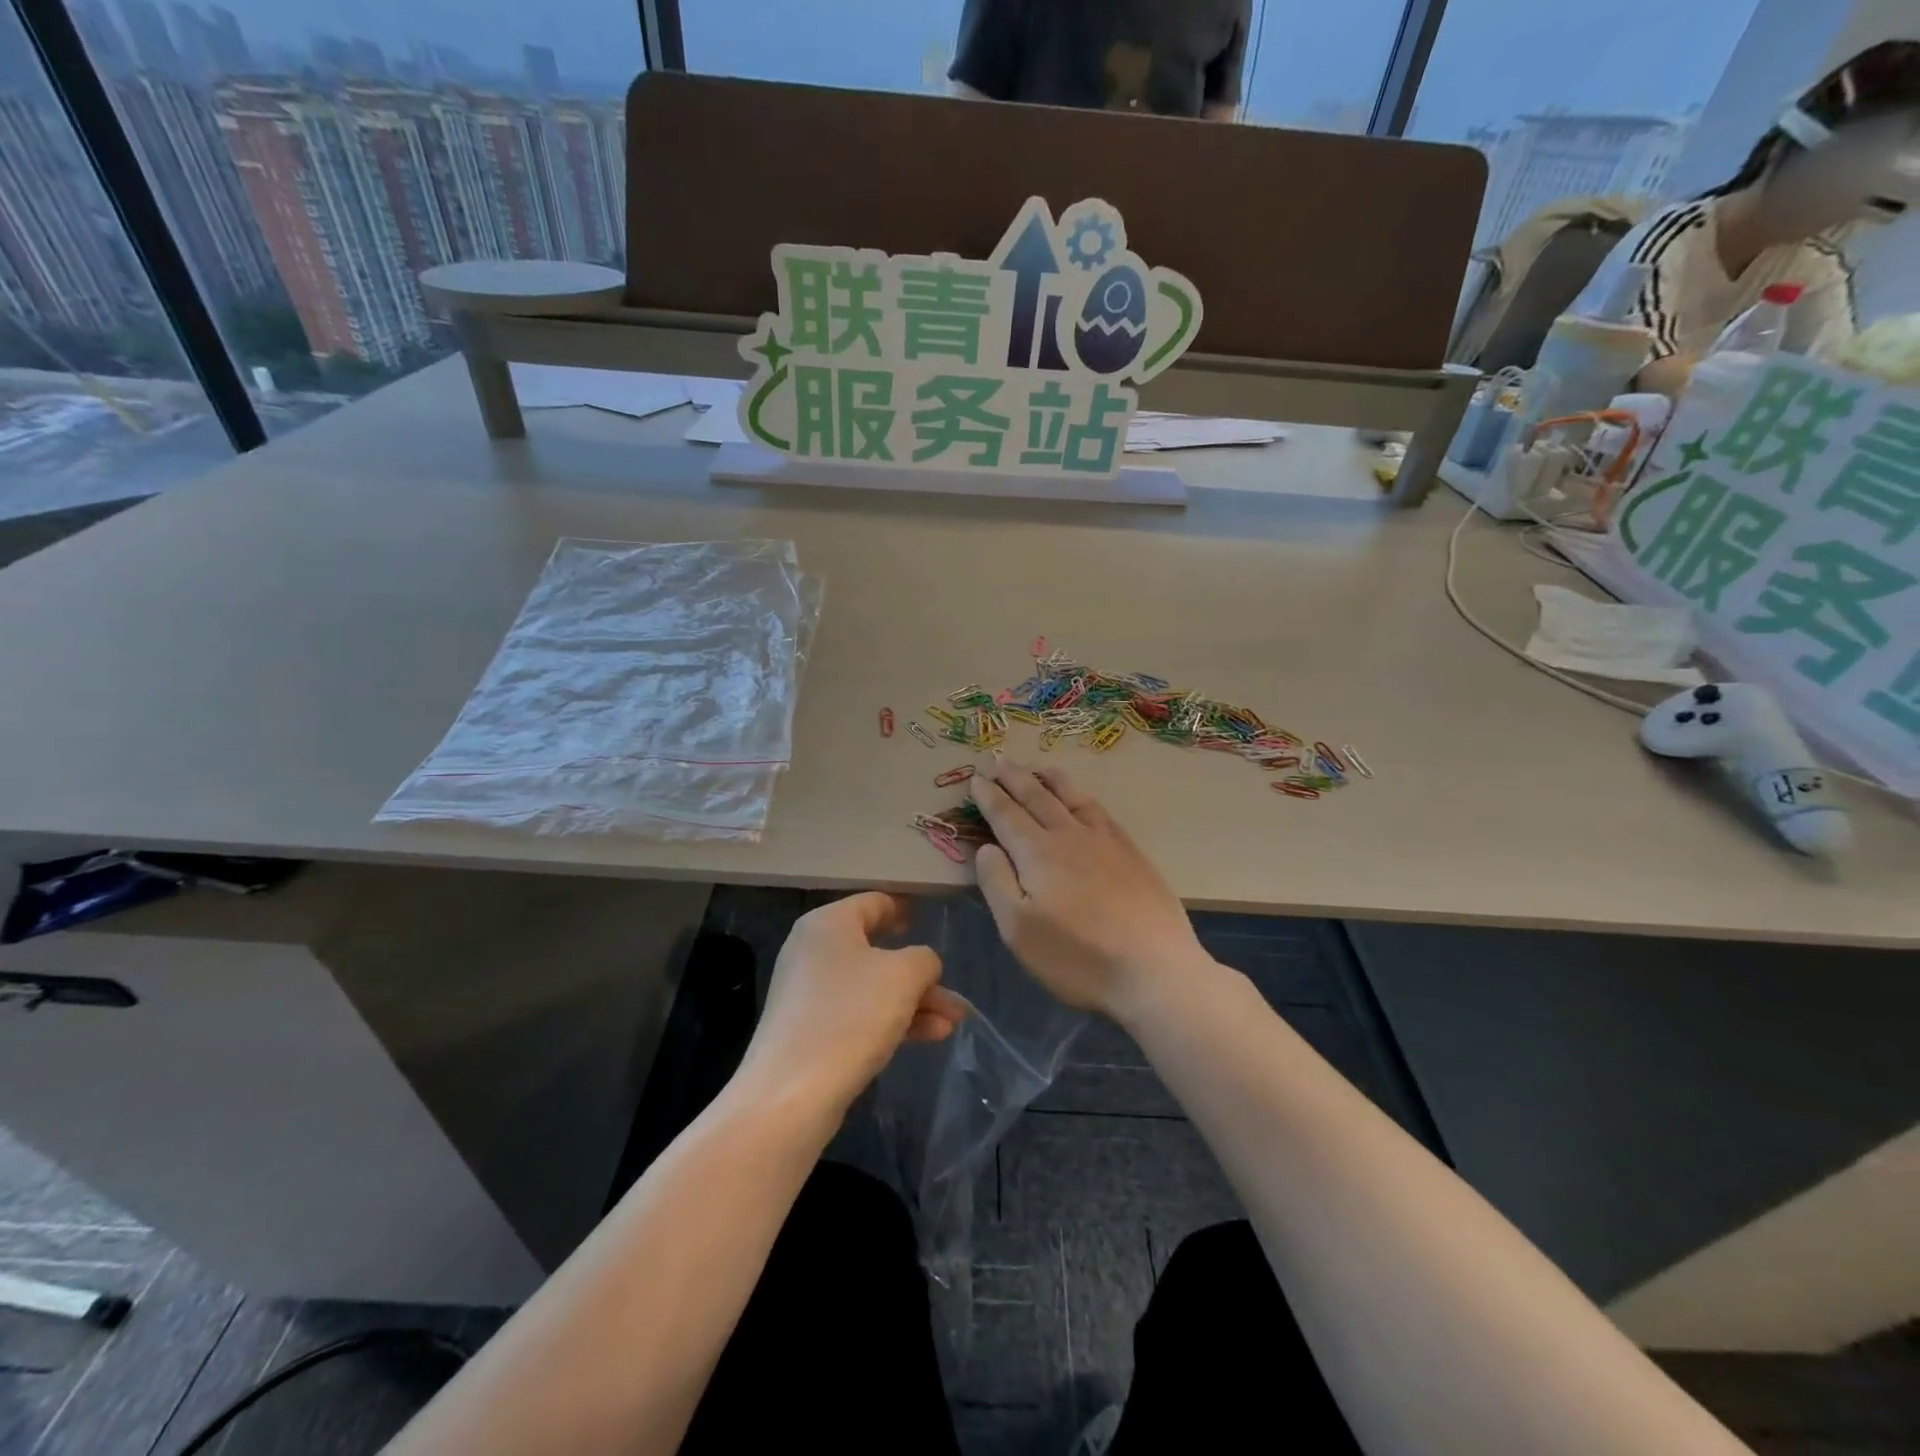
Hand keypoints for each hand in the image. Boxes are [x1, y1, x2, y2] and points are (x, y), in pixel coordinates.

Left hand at [740, 893, 968, 1117]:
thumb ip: (924, 959)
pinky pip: (858, 1015)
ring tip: (952, 1023)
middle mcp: (813, 951)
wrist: (791, 1094)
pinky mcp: (809, 1031)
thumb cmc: (850, 1015)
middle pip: (877, 950)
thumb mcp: (903, 976)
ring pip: (872, 988)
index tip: (928, 921)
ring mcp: (809, 993)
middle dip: (920, 975)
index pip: (873, 902)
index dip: (904, 909)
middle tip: (952, 995)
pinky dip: (892, 1020)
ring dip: (914, 1002)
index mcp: (828, 924)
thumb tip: (922, 966)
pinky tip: (930, 1037)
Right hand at [969, 761, 1205, 1017]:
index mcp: (1038, 853)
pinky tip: (1083, 800)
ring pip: (1072, 798)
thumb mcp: (1018, 929)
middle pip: (1037, 797)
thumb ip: (997, 882)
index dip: (989, 796)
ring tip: (1038, 767)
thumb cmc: (1077, 957)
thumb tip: (986, 847)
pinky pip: (1100, 811)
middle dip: (1014, 778)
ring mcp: (1106, 841)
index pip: (1006, 815)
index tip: (976, 777)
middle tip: (998, 758)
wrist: (1154, 971)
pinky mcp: (1133, 854)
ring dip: (1051, 780)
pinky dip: (1082, 797)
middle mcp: (1070, 836)